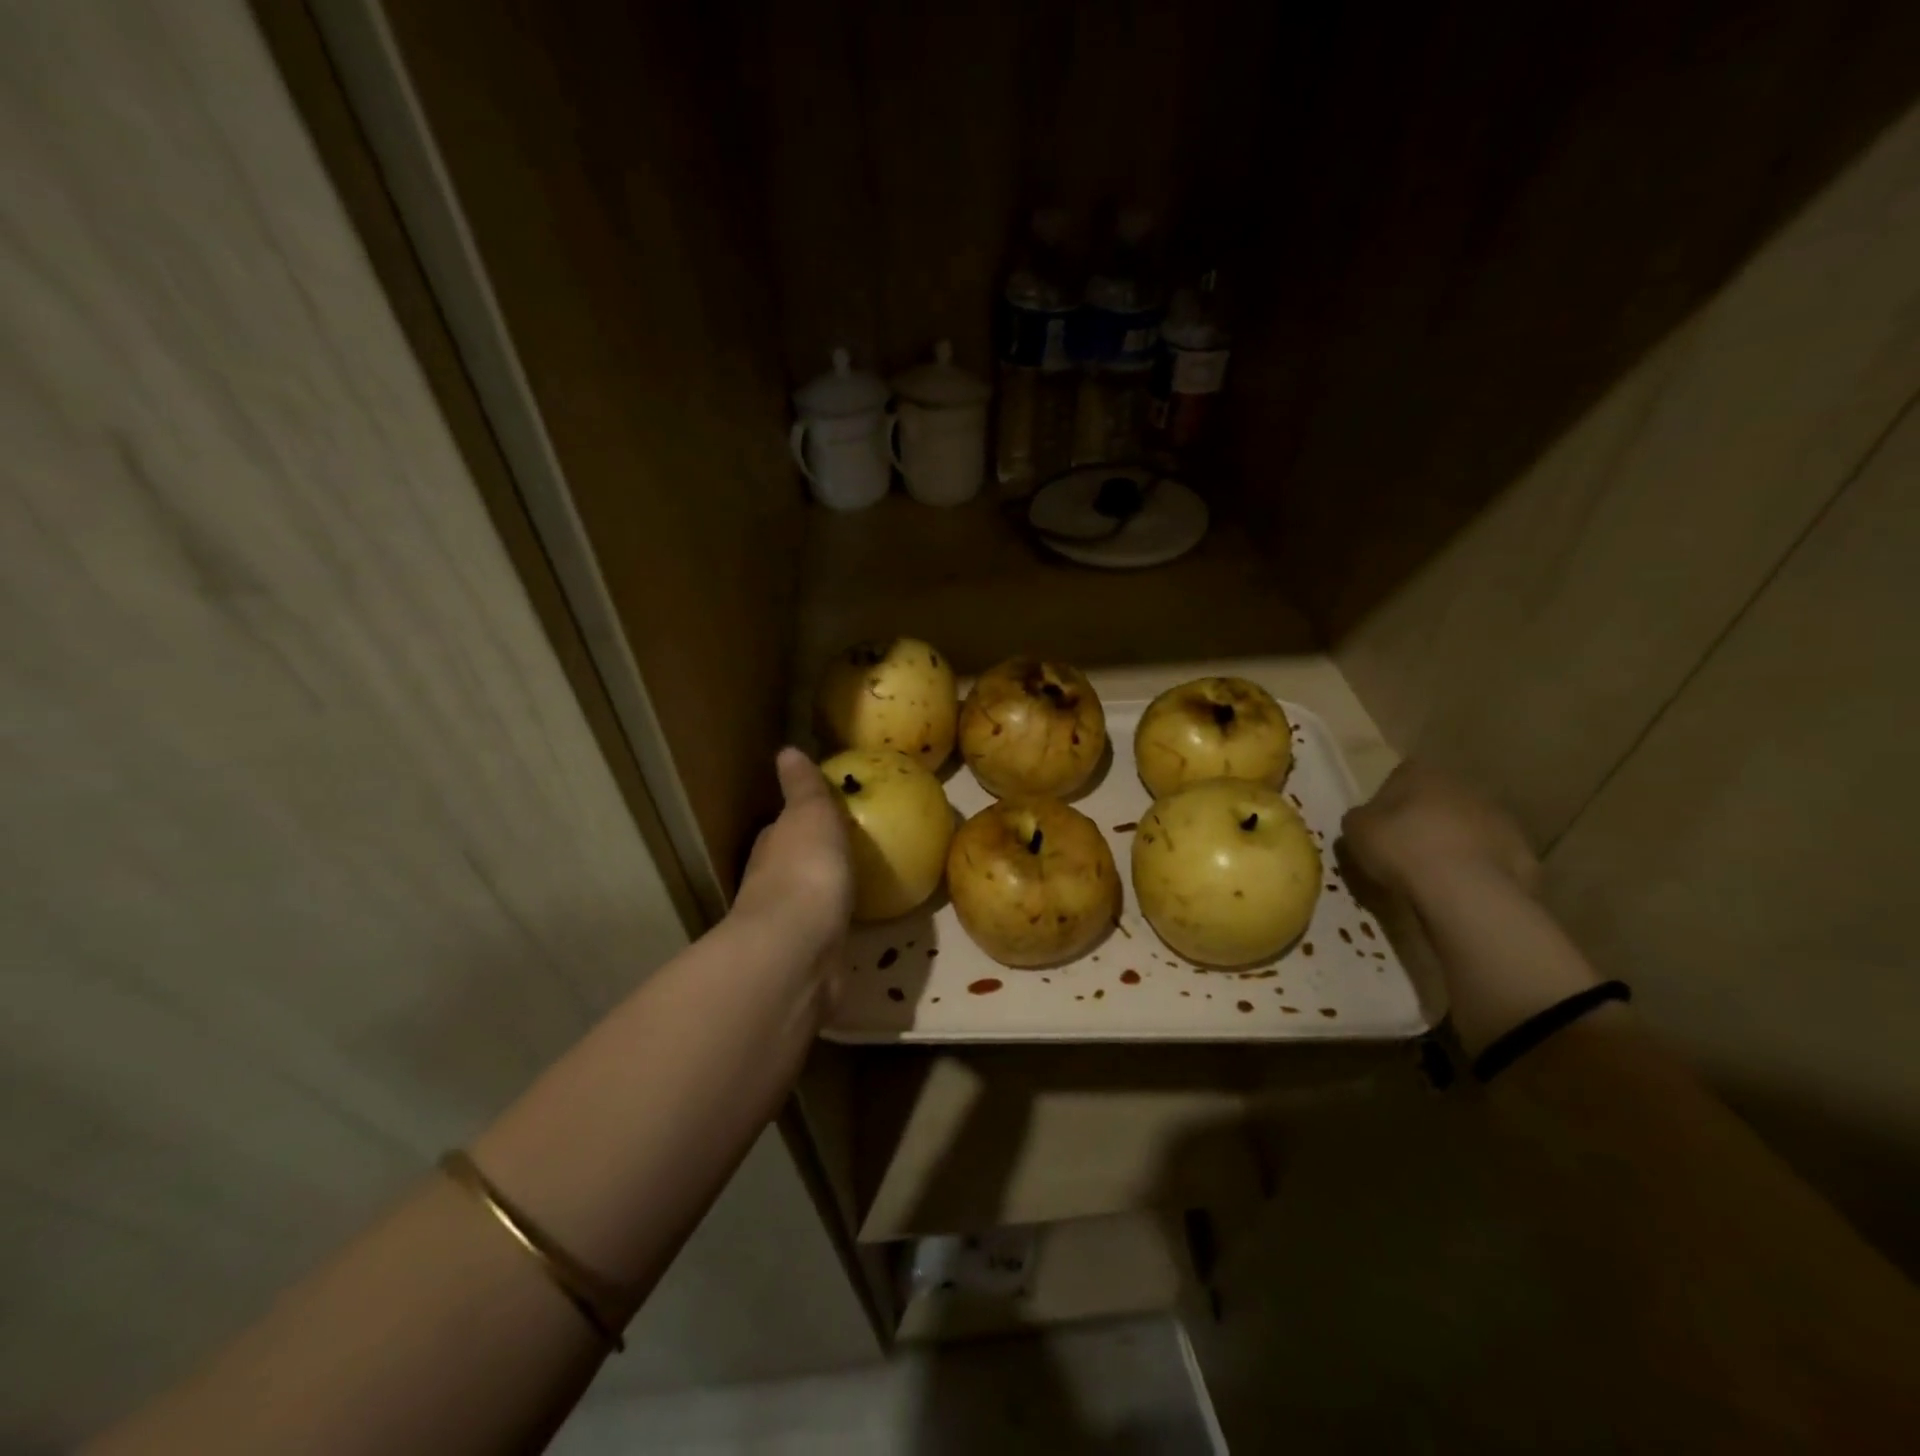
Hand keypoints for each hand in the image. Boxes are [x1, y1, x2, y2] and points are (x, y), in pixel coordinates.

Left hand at [733, 748, 854, 957]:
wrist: (798, 948)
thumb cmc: (805, 868)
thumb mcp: (810, 814)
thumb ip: (803, 787)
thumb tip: (786, 751)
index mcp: (771, 847)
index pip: (782, 828)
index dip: (799, 820)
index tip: (825, 814)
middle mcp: (772, 884)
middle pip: (793, 864)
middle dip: (813, 857)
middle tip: (848, 849)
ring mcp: (788, 924)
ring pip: (808, 901)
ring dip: (824, 894)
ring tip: (858, 887)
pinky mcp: (808, 957)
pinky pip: (826, 934)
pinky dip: (836, 927)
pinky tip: (857, 926)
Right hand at [1341, 761, 1540, 903]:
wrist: (1464, 888)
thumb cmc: (1400, 847)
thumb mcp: (1355, 830)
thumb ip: (1360, 818)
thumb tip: (1367, 820)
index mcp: (1422, 773)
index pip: (1402, 774)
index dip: (1389, 798)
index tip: (1381, 824)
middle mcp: (1463, 786)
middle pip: (1439, 799)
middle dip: (1425, 819)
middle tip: (1406, 849)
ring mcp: (1499, 818)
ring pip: (1468, 827)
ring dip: (1454, 842)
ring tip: (1434, 874)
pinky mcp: (1522, 851)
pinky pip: (1490, 857)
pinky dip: (1477, 869)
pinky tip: (1461, 890)